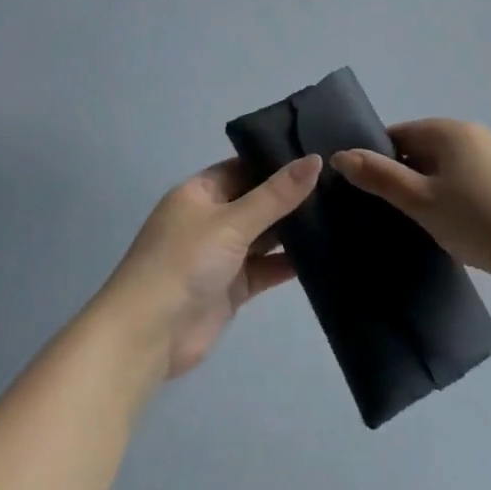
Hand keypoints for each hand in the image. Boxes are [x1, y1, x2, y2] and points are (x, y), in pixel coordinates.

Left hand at [94, 155, 320, 380]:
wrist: (148, 335)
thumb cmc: (183, 262)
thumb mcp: (231, 221)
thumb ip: (276, 195)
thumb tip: (316, 160)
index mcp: (200, 192)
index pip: (243, 167)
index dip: (277, 161)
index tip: (319, 155)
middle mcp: (211, 219)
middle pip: (257, 201)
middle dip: (291, 196)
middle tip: (341, 183)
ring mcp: (222, 255)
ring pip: (265, 236)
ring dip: (294, 230)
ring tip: (342, 213)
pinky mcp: (233, 287)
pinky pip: (266, 268)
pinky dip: (290, 263)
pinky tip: (326, 253)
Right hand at [332, 120, 490, 283]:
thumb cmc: (476, 221)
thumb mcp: (420, 201)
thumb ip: (380, 177)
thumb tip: (341, 155)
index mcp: (448, 130)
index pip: (398, 135)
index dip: (378, 160)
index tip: (367, 192)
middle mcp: (473, 132)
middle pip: (422, 148)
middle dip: (404, 176)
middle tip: (391, 212)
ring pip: (446, 166)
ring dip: (430, 188)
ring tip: (422, 223)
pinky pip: (469, 178)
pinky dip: (455, 195)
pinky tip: (456, 225)